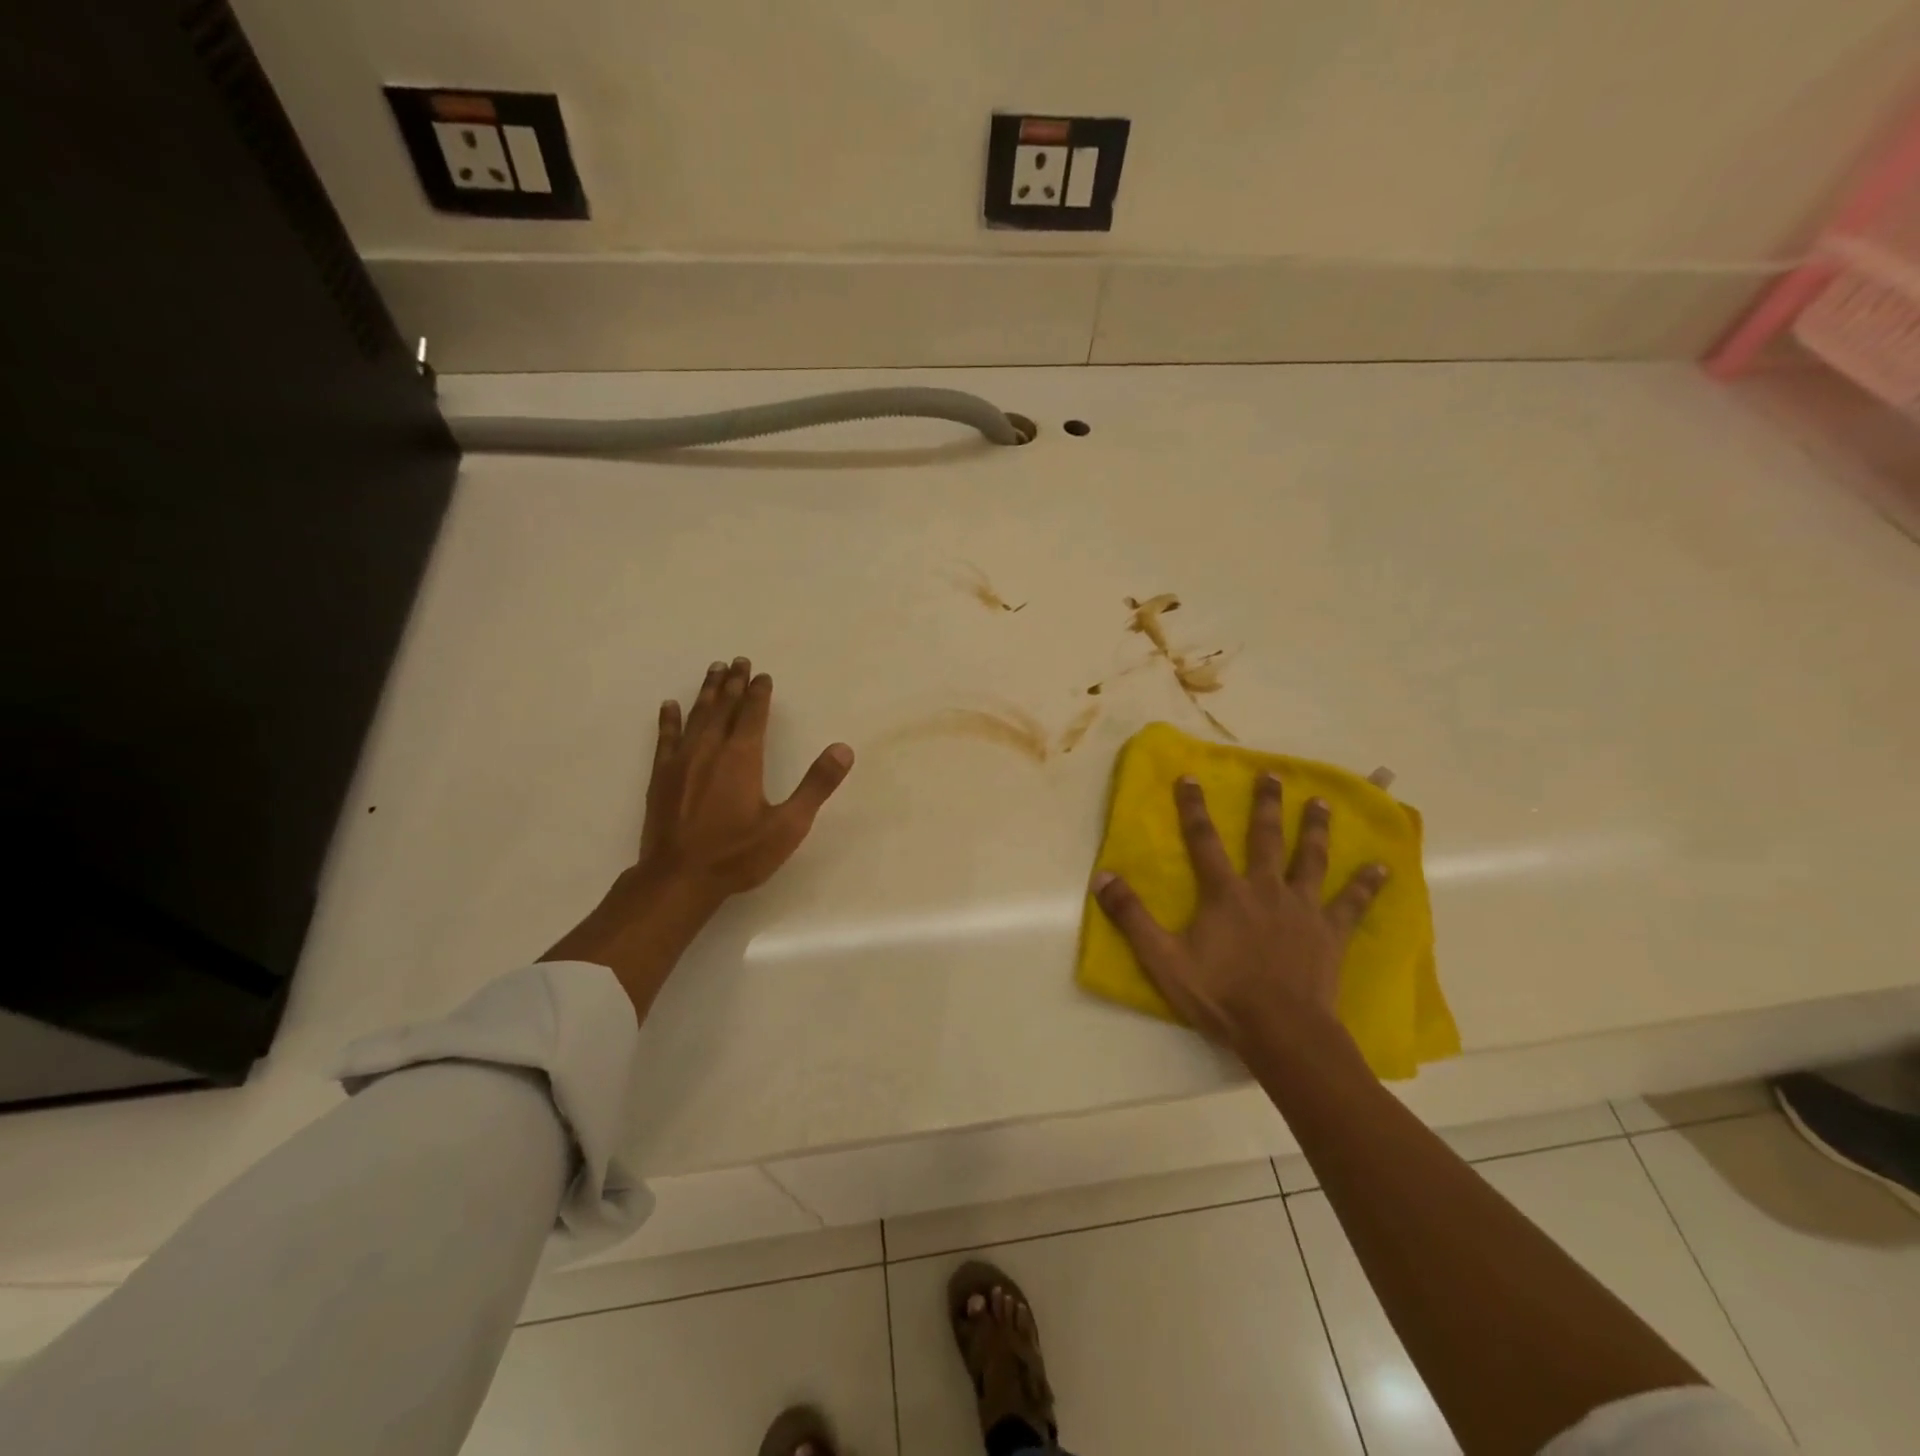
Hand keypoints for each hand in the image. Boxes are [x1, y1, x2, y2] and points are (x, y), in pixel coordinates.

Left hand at [637, 656, 854, 896]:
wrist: (678, 879)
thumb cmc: (737, 854)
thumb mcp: (788, 825)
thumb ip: (816, 785)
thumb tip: (843, 749)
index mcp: (742, 757)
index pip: (753, 714)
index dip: (759, 692)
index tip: (762, 674)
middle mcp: (710, 750)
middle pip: (723, 707)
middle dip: (732, 683)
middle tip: (737, 660)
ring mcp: (681, 761)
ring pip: (696, 716)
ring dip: (706, 692)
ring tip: (713, 670)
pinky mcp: (660, 777)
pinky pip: (665, 738)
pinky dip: (669, 719)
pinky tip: (669, 706)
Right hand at [1091, 774, 1385, 1053]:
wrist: (1282, 1033)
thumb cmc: (1221, 995)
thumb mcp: (1163, 959)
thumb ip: (1132, 917)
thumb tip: (1102, 876)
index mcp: (1225, 893)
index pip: (1204, 840)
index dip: (1194, 808)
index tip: (1190, 777)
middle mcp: (1265, 889)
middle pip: (1266, 838)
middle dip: (1266, 804)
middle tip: (1272, 773)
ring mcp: (1303, 909)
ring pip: (1310, 859)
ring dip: (1314, 829)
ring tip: (1320, 803)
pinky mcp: (1330, 933)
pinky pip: (1352, 903)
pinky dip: (1367, 884)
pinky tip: (1382, 867)